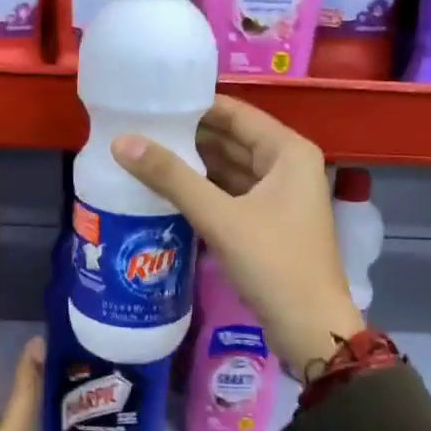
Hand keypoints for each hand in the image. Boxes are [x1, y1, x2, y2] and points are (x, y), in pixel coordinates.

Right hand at [111, 95, 363, 372]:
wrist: (309, 328)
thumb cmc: (273, 262)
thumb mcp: (220, 217)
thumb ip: (171, 177)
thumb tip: (122, 142)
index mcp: (288, 151)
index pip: (236, 114)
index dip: (195, 106)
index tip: (152, 102)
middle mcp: (288, 166)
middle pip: (232, 140)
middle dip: (189, 137)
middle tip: (140, 129)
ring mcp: (280, 196)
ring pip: (230, 169)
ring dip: (195, 165)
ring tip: (146, 155)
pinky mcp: (268, 223)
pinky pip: (231, 194)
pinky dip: (205, 191)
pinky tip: (169, 190)